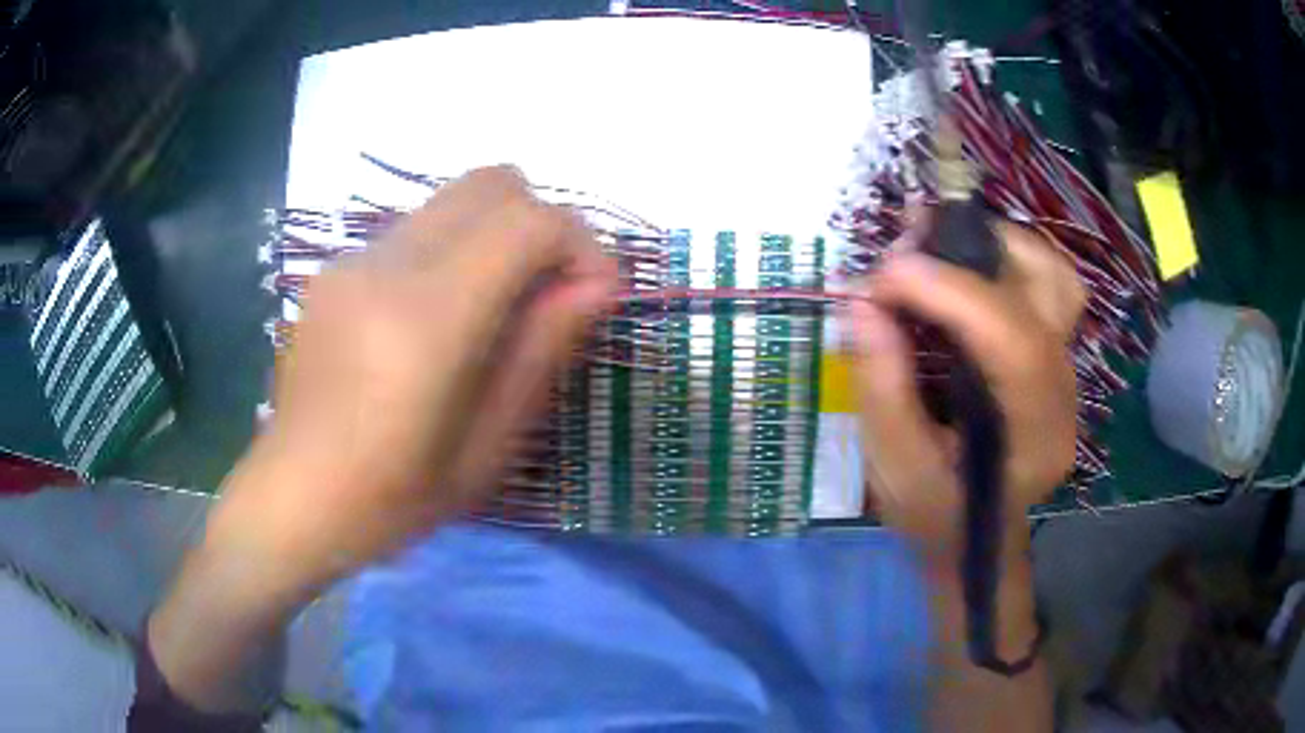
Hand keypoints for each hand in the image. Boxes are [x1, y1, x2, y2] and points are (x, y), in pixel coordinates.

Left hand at [149, 167, 615, 710]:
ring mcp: (353, 260)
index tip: (597, 294)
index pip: (528, 222)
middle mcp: (386, 266)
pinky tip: (442, 318)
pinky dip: (457, 250)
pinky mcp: (336, 267)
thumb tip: (598, 285)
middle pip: (493, 183)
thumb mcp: (487, 447)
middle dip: (543, 223)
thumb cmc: (393, 499)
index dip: (582, 245)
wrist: (293, 500)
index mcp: (426, 321)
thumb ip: (543, 351)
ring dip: (499, 235)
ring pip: (456, 198)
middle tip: (552, 291)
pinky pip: (419, 228)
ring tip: (499, 308)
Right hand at [846, 220, 1084, 566]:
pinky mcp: (1052, 354)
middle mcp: (1064, 393)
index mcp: (1034, 437)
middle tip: (911, 244)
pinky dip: (997, 259)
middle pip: (1051, 289)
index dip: (951, 293)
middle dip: (979, 251)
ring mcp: (1065, 369)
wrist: (975, 537)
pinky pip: (1040, 284)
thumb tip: (862, 299)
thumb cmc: (935, 514)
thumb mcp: (895, 467)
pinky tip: (954, 266)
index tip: (884, 274)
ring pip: (1053, 275)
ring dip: (994, 244)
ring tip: (934, 246)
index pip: (1015, 343)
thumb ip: (882, 385)